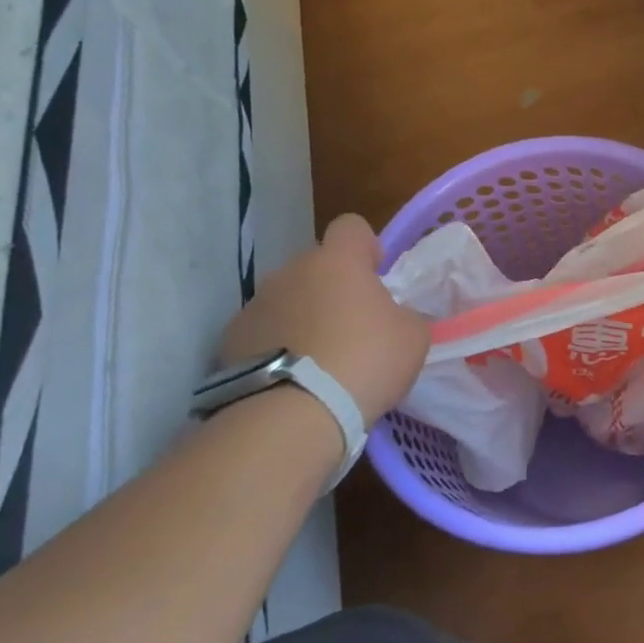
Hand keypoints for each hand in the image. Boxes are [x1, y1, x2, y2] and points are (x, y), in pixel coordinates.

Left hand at [219, 215, 430, 422]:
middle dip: (333, 288)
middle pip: (316, 266)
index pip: (351, 227)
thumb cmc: (364, 362)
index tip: (375, 276)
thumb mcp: (412, 338)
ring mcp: (256, 304)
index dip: (365, 247)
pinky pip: (263, 331)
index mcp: (338, 261)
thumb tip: (394, 317)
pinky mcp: (231, 339)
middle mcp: (291, 271)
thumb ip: (405, 316)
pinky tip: (290, 378)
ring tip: (318, 360)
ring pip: (287, 299)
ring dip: (303, 317)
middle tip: (352, 328)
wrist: (292, 415)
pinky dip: (276, 346)